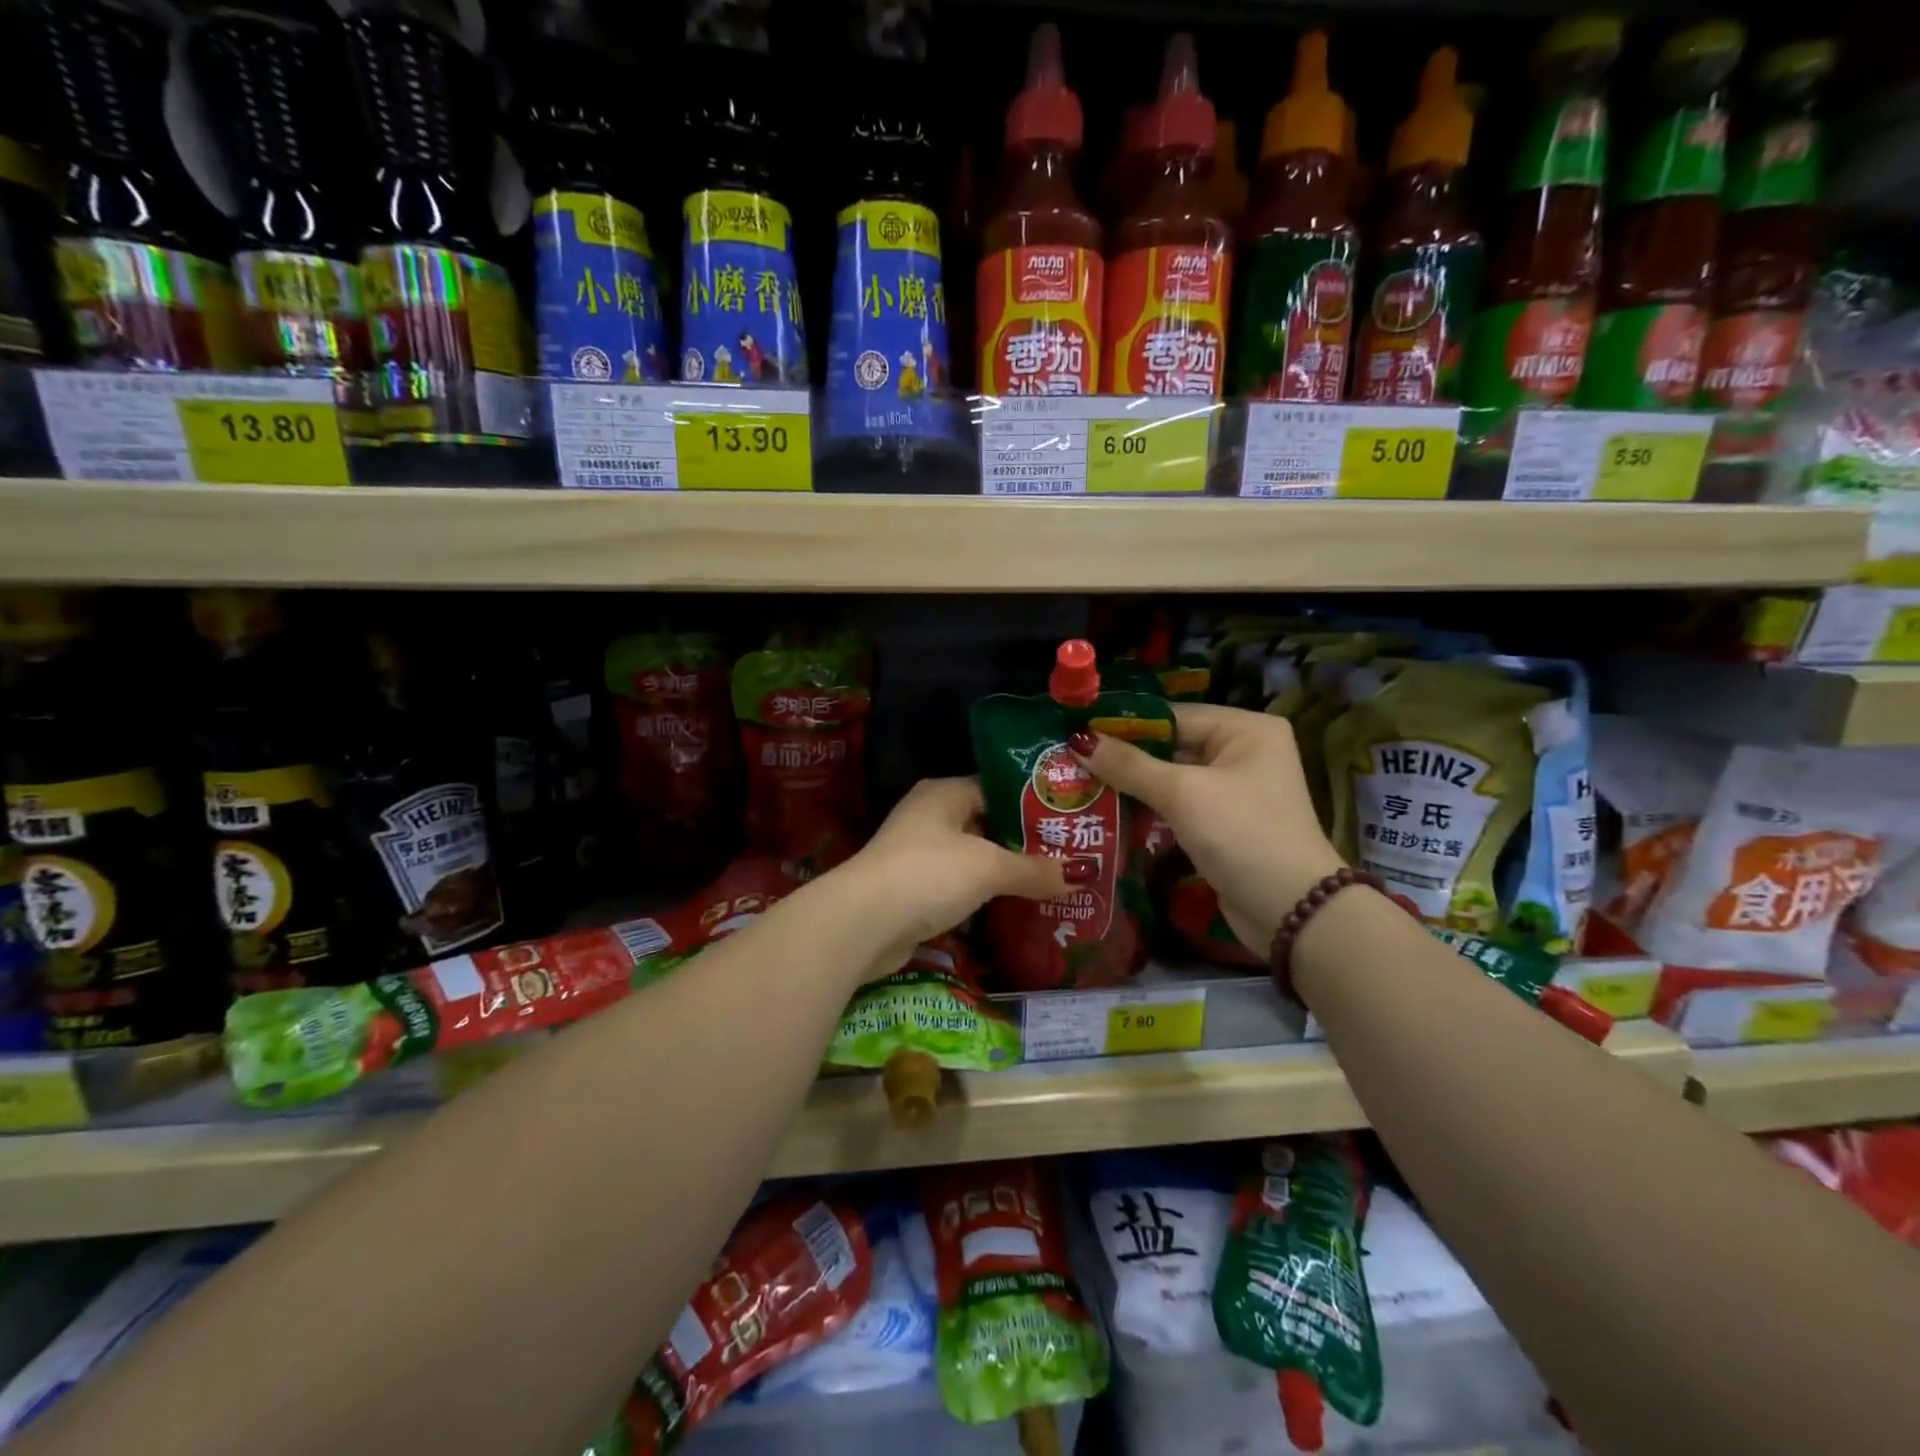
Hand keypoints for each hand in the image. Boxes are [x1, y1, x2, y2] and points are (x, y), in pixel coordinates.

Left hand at [841, 777, 1070, 979]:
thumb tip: (1084, 873)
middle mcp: (930, 816)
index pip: (998, 787)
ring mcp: (919, 853)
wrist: (863, 923)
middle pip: (987, 823)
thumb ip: (1035, 869)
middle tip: (1070, 854)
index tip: (1069, 818)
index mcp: (945, 792)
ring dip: (1006, 871)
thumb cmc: (929, 874)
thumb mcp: (989, 867)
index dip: (1034, 802)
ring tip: (1053, 882)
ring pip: (974, 857)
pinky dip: (984, 895)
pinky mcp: (914, 889)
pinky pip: (960, 885)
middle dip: (1025, 841)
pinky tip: (1015, 907)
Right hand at [1073, 704, 1344, 954]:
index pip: (1172, 716)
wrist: (1292, 911)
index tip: (1074, 732)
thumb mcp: (1183, 794)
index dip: (1123, 725)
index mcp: (1245, 729)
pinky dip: (1147, 809)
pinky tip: (1107, 810)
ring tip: (1077, 783)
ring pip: (1169, 778)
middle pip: (1170, 746)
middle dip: (1122, 757)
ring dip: (1130, 785)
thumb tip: (1077, 741)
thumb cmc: (1242, 834)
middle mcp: (1242, 752)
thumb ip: (1129, 766)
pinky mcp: (1222, 824)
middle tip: (1067, 759)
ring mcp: (1233, 791)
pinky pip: (1176, 806)